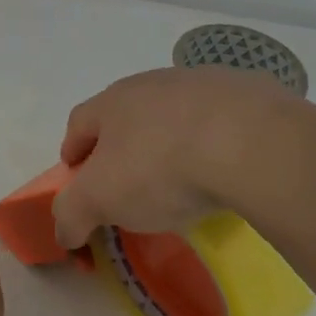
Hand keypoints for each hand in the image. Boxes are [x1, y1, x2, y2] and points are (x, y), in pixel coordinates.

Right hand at [52, 66, 315, 249]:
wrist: (251, 142)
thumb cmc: (161, 167)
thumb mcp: (100, 199)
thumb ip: (72, 214)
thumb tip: (63, 231)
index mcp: (113, 101)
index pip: (79, 123)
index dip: (73, 152)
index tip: (77, 179)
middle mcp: (154, 83)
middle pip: (127, 115)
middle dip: (123, 146)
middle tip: (129, 184)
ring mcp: (205, 84)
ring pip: (176, 115)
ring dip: (171, 141)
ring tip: (184, 180)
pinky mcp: (250, 94)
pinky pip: (223, 122)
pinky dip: (217, 143)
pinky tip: (227, 170)